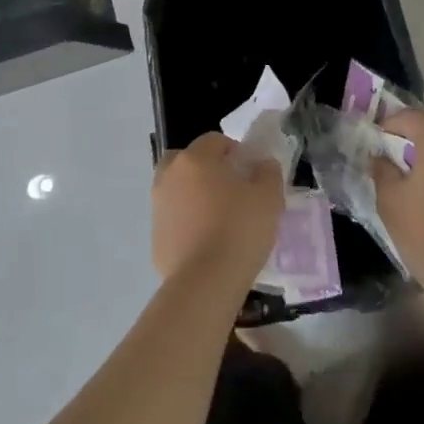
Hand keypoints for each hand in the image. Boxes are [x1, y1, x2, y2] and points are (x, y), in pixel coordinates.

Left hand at [152, 132, 283, 290]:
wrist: (205, 283)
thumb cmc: (239, 230)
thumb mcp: (269, 197)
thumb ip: (268, 172)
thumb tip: (262, 165)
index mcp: (195, 159)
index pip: (214, 140)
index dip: (234, 151)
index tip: (250, 171)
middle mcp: (170, 176)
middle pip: (185, 160)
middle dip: (205, 168)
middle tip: (228, 188)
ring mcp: (158, 208)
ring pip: (176, 190)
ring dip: (193, 195)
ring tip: (218, 218)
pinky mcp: (154, 238)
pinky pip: (173, 220)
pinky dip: (186, 223)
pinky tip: (206, 243)